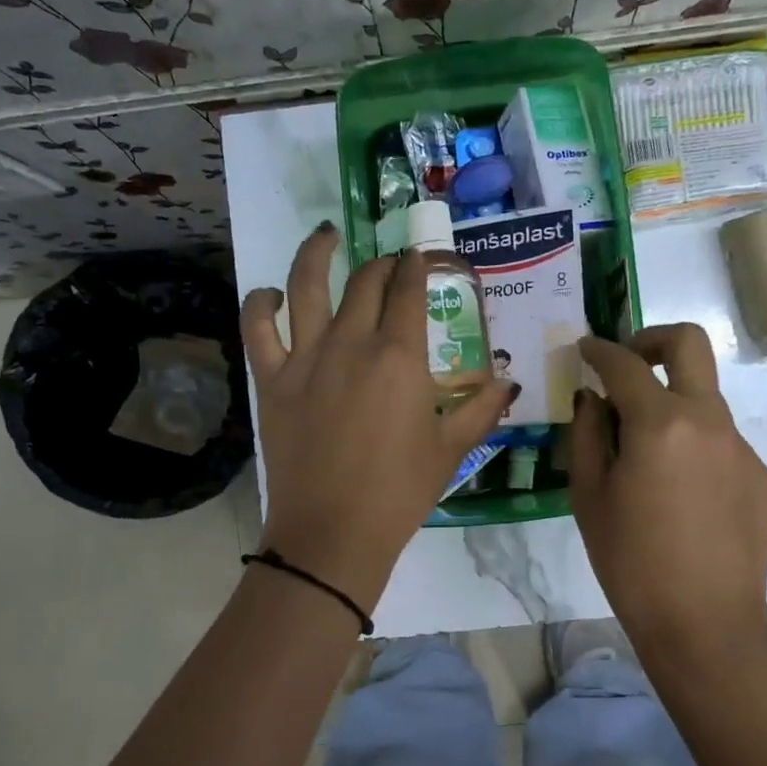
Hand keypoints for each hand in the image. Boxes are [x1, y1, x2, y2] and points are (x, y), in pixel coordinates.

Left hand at [242, 223, 516, 608]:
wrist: (334, 532)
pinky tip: (272, 294)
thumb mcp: (452, 448)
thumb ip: (482, 407)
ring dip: (318, 252)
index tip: (423, 258)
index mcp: (399, 355)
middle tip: (391, 266)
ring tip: (327, 233)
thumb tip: (508, 380)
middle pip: (366, 282)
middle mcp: (351, 342)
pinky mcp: (272, 380)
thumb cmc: (400, 491)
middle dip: (383, 264)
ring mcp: (306, 357)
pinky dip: (261, 303)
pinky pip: (258, 328)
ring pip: (306, 284)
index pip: (410, 290)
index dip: (418, 266)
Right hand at [570, 323, 766, 659]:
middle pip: (689, 344)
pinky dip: (692, 445)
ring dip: (671, 404)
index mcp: (661, 423)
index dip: (600, 350)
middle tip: (626, 363)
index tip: (585, 348)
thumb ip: (586, 434)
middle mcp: (709, 420)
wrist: (703, 624)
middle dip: (652, 339)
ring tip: (644, 455)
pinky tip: (678, 494)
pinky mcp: (760, 475)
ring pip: (703, 399)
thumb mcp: (589, 496)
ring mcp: (741, 447)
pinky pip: (719, 441)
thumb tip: (594, 399)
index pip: (625, 364)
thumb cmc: (630, 562)